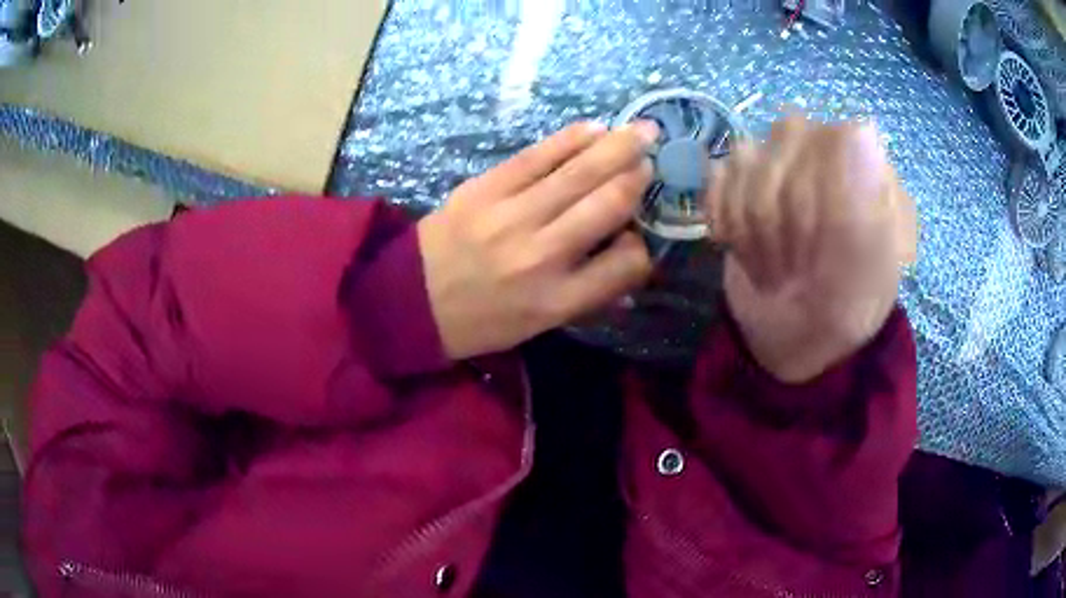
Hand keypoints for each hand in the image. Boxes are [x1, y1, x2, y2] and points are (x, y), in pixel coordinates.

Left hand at [419, 121, 657, 359]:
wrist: (409, 301)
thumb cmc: (479, 321)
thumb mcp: (538, 326)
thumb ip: (588, 297)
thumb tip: (630, 262)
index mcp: (558, 299)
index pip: (625, 265)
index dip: (642, 246)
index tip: (638, 234)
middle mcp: (542, 255)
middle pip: (608, 205)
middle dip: (638, 177)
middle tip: (655, 154)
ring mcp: (511, 216)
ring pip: (579, 173)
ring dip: (617, 147)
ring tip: (642, 130)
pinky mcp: (485, 188)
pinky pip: (537, 156)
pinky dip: (570, 139)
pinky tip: (594, 128)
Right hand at [707, 116, 916, 383]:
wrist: (793, 341)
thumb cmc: (839, 314)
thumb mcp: (860, 282)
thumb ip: (862, 212)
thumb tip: (863, 127)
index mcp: (873, 172)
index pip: (833, 135)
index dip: (814, 190)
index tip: (817, 247)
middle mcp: (831, 154)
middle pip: (785, 136)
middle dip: (782, 214)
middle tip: (794, 265)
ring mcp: (787, 163)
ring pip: (745, 155)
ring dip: (751, 226)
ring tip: (773, 263)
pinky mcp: (746, 180)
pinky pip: (717, 175)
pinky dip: (723, 219)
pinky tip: (744, 249)